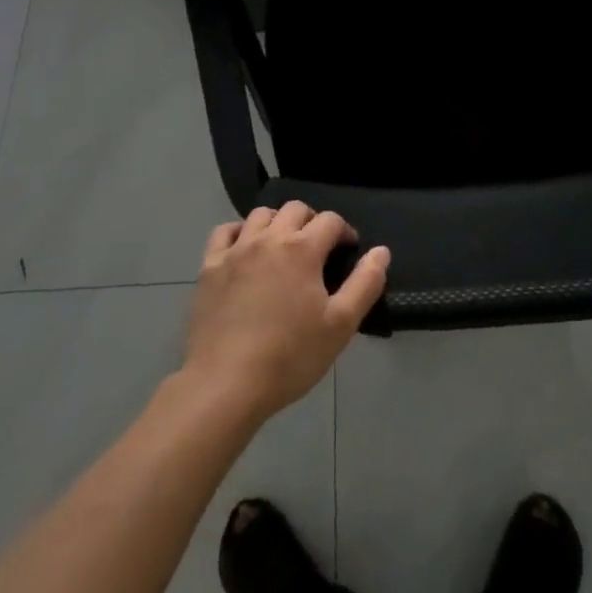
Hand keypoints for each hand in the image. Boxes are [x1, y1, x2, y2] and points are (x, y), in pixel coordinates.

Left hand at [182, 202, 389, 423]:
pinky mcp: (210, 267)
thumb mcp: (340, 325)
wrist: (226, 383)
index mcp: (302, 249)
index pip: (330, 221)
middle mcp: (269, 238)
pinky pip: (224, 232)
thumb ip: (365, 284)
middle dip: (312, 221)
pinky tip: (245, 250)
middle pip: (295, 209)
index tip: (348, 250)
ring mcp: (235, 250)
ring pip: (260, 215)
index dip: (345, 231)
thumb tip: (381, 251)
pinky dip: (239, 233)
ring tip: (283, 247)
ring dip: (277, 222)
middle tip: (318, 249)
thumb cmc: (290, 356)